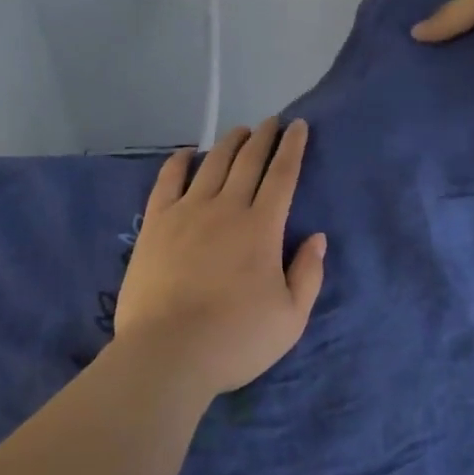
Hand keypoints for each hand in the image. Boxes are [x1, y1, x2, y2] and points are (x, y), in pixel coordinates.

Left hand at [113, 118, 326, 397]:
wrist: (168, 353)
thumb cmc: (235, 340)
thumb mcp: (290, 318)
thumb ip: (308, 274)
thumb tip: (317, 237)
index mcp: (262, 228)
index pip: (282, 175)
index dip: (293, 148)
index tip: (299, 126)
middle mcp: (226, 208)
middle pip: (249, 161)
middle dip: (264, 137)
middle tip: (272, 121)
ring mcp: (188, 211)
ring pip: (213, 164)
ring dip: (229, 143)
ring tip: (240, 131)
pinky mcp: (157, 222)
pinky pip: (168, 180)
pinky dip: (179, 161)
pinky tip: (188, 152)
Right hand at [410, 0, 473, 99]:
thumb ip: (448, 15)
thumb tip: (415, 34)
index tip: (404, 12)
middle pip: (462, 25)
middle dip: (437, 34)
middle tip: (401, 47)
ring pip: (469, 54)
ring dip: (447, 61)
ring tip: (409, 71)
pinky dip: (462, 85)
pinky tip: (432, 91)